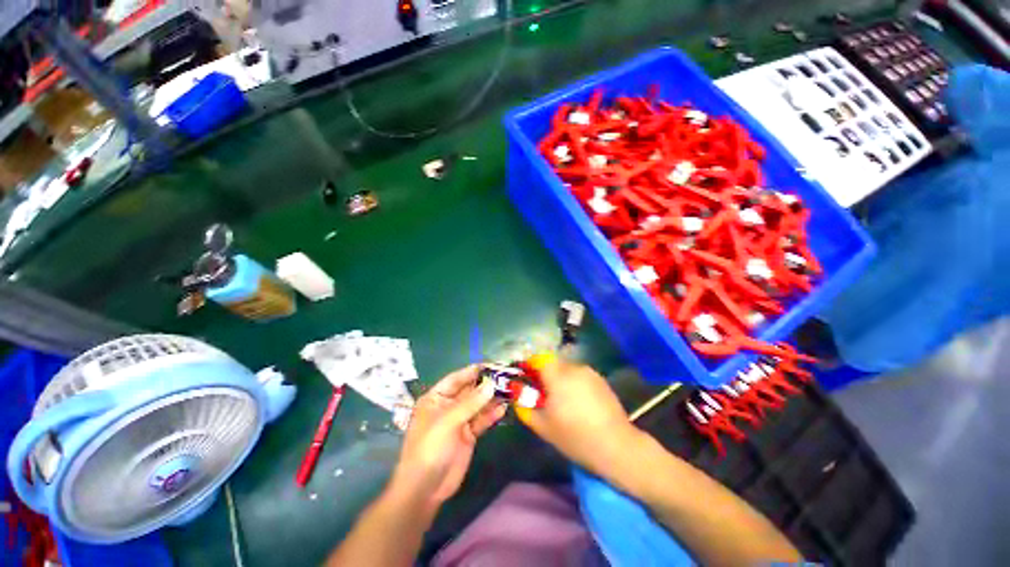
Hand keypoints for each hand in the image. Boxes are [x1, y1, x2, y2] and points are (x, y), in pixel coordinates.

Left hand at [390, 366, 506, 511]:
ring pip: (477, 405)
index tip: (490, 365)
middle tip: (505, 377)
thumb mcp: (448, 421)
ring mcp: (459, 421)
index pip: (456, 379)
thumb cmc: (430, 448)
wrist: (426, 488)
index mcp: (436, 399)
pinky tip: (503, 409)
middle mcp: (447, 406)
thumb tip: (491, 384)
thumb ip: (471, 402)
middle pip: (469, 391)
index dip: (472, 371)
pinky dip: (491, 415)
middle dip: (485, 385)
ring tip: (508, 391)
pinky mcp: (468, 435)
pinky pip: (481, 420)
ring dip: (491, 399)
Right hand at [515, 354, 640, 475]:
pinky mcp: (601, 380)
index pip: (539, 358)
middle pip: (553, 363)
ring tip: (562, 401)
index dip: (530, 365)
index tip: (526, 377)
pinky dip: (573, 383)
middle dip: (544, 374)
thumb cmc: (575, 437)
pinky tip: (578, 403)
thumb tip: (516, 396)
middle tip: (542, 394)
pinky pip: (580, 375)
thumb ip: (525, 408)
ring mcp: (590, 373)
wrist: (617, 446)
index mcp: (558, 376)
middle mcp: (574, 368)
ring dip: (559, 379)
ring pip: (567, 369)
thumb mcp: (543, 426)